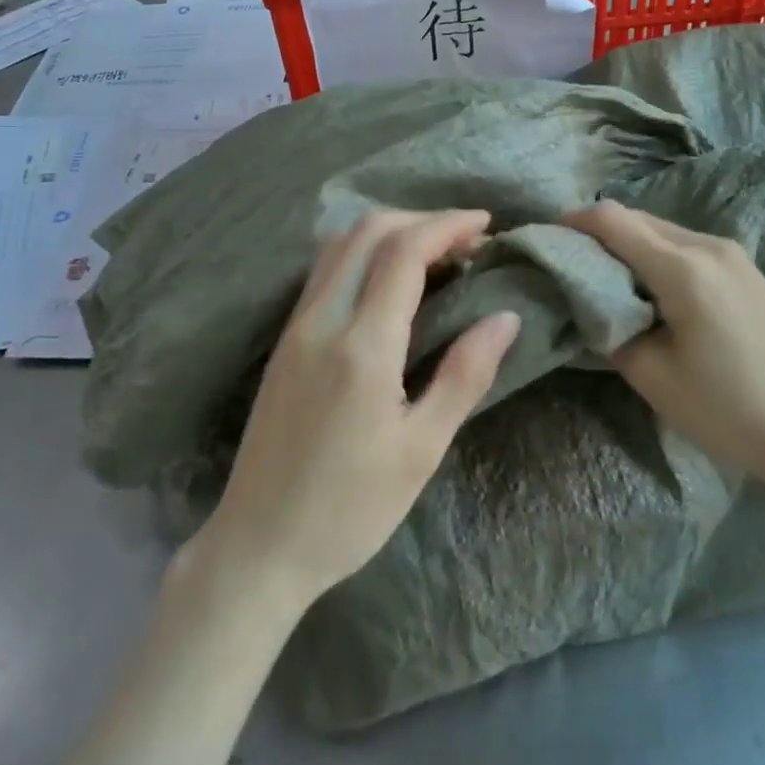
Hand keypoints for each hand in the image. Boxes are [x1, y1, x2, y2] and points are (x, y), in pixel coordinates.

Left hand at [191, 210, 520, 614]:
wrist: (259, 544)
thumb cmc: (350, 508)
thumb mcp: (421, 449)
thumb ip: (464, 374)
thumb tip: (505, 317)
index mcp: (361, 345)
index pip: (404, 252)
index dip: (447, 225)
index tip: (486, 223)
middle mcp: (322, 319)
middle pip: (368, 231)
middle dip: (421, 220)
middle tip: (466, 240)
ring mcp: (296, 326)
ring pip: (340, 244)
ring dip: (389, 231)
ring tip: (434, 253)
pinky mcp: (284, 340)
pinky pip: (325, 270)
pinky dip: (363, 252)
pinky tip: (389, 279)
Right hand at [563, 201, 764, 489]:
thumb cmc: (722, 409)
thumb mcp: (648, 372)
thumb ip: (606, 324)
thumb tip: (584, 299)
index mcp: (684, 270)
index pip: (614, 220)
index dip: (574, 222)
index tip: (545, 237)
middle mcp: (709, 246)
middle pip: (637, 218)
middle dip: (596, 233)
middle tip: (566, 261)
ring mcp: (731, 253)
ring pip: (661, 229)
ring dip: (626, 243)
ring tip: (601, 275)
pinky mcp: (742, 267)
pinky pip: (683, 245)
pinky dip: (653, 254)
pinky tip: (644, 285)